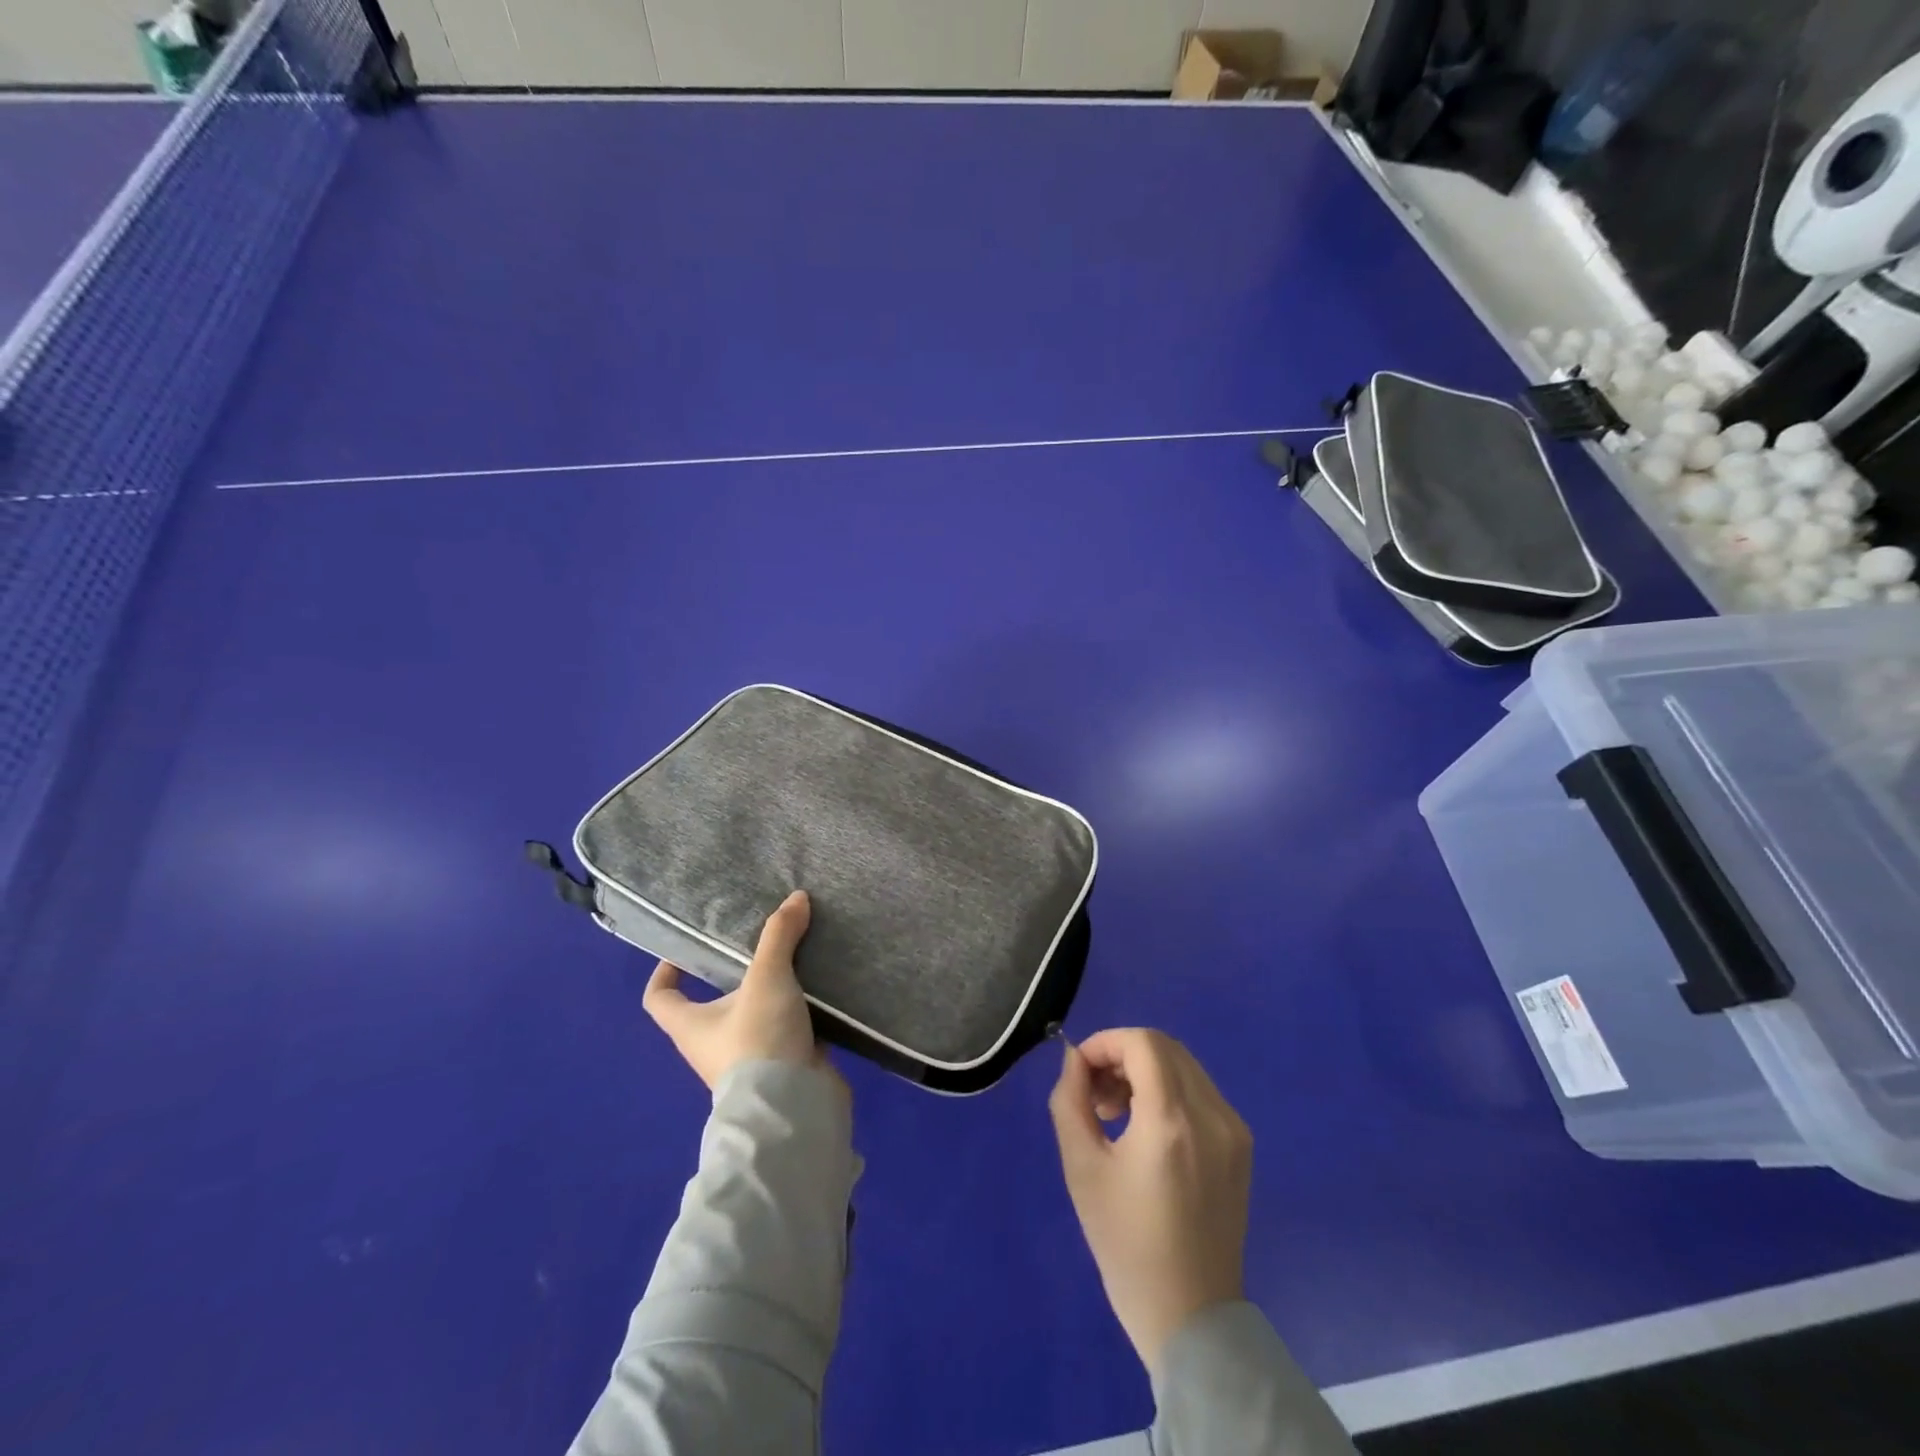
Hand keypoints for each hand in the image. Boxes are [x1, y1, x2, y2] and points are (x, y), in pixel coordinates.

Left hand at [643, 890, 821, 1088]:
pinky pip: (786, 1031)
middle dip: (735, 975)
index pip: (659, 999)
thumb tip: (796, 897)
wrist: (792, 1107)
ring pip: (754, 1016)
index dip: (665, 974)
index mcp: (690, 1026)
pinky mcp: (781, 1067)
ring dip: (772, 993)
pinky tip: (821, 990)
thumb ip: (779, 936)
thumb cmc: (758, 1040)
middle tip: (761, 944)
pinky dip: (799, 1012)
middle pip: (713, 1004)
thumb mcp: (767, 978)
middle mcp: (711, 1045)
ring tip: (798, 960)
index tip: (684, 951)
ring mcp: (747, 1059)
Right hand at [1048, 1028, 1252, 1371]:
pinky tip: (1148, 1129)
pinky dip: (1168, 1090)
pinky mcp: (1241, 1145)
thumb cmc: (1126, 1245)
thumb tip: (1075, 1059)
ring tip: (1118, 1113)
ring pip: (1183, 1065)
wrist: (1190, 1317)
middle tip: (1096, 1094)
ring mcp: (1233, 1129)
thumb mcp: (1081, 1168)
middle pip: (1164, 1047)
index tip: (1081, 1072)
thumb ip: (1070, 1100)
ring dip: (1144, 1071)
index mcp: (1171, 1121)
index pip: (1142, 1043)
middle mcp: (1211, 1115)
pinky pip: (1200, 1091)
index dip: (1105, 1043)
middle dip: (1122, 1055)